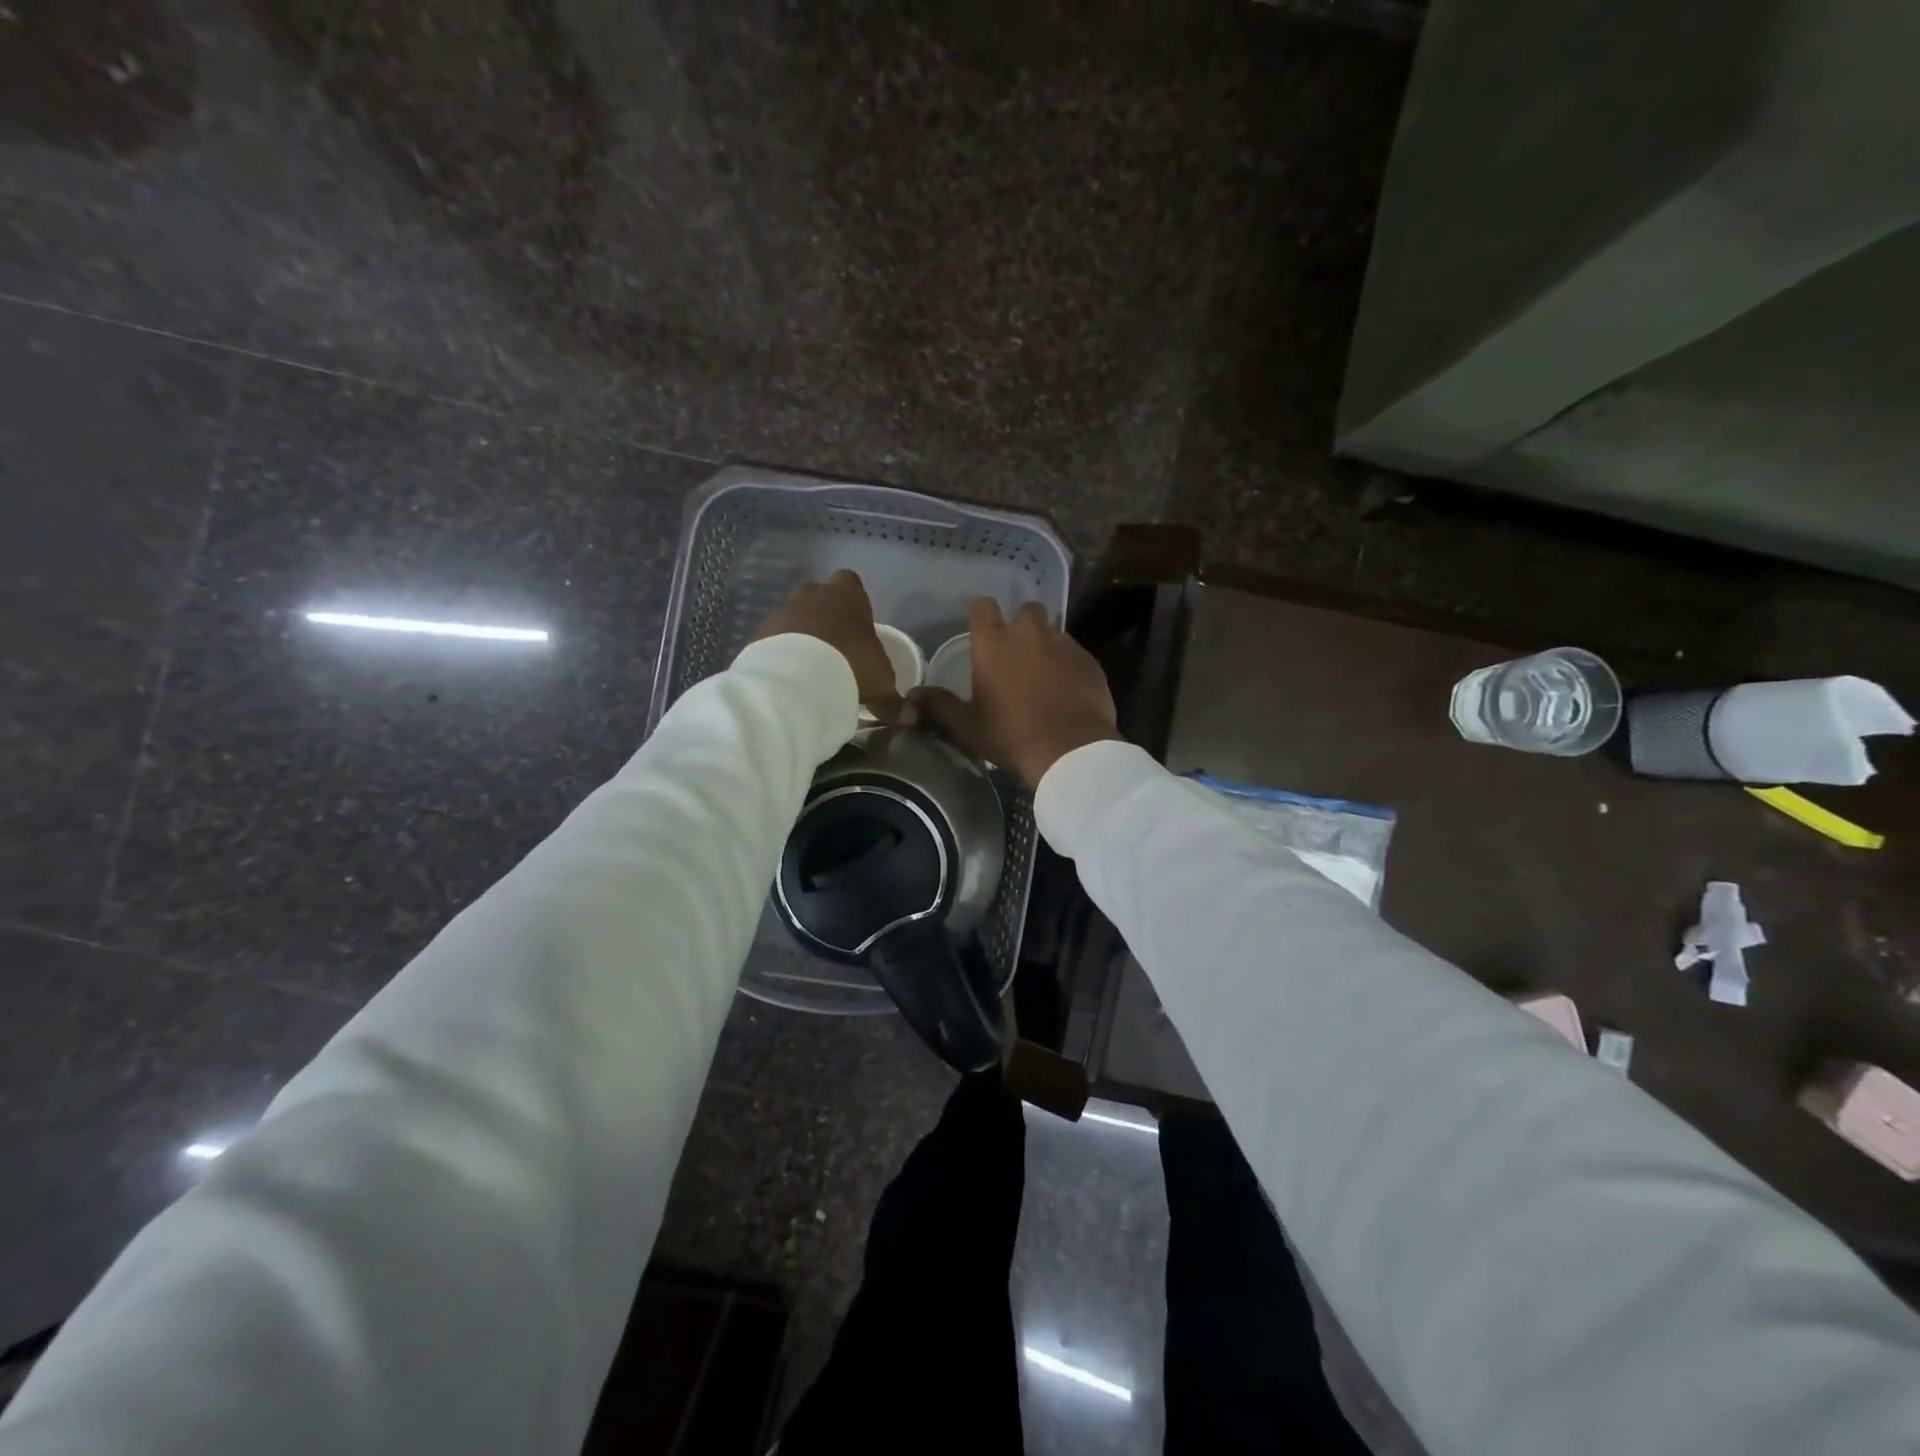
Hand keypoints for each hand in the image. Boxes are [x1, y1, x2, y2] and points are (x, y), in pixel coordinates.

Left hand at [752, 571, 901, 719]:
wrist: (797, 680)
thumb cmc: (851, 666)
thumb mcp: (882, 683)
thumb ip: (893, 697)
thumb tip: (910, 716)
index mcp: (847, 594)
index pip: (850, 583)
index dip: (854, 603)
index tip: (857, 627)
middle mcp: (812, 594)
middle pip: (818, 597)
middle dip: (824, 617)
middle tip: (834, 648)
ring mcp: (782, 611)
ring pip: (794, 617)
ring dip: (800, 636)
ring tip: (810, 668)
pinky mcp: (760, 633)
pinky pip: (774, 640)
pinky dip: (781, 654)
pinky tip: (790, 678)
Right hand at [913, 598, 1119, 787]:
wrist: (1070, 750)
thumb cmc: (1011, 735)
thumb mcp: (968, 726)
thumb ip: (939, 705)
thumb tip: (911, 696)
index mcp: (994, 644)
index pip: (982, 606)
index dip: (980, 613)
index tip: (980, 629)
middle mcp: (1029, 634)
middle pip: (1026, 610)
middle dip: (1021, 624)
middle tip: (1017, 653)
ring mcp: (1064, 645)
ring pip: (1053, 632)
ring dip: (1046, 646)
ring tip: (1044, 675)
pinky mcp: (1089, 661)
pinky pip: (1075, 654)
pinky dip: (1069, 665)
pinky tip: (1067, 690)